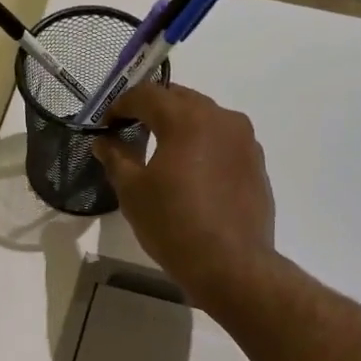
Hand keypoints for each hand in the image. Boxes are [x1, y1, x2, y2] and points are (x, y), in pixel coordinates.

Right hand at [92, 82, 275, 309]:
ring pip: (206, 118)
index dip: (121, 105)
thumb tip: (104, 141)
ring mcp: (245, 140)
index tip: (107, 124)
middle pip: (180, 99)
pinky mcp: (256, 163)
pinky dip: (203, 146)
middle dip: (153, 109)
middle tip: (132, 131)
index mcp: (187, 119)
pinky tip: (193, 173)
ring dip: (181, 126)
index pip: (147, 94)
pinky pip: (224, 141)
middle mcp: (221, 118)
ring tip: (163, 152)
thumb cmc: (174, 226)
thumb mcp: (133, 193)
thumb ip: (116, 158)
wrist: (231, 265)